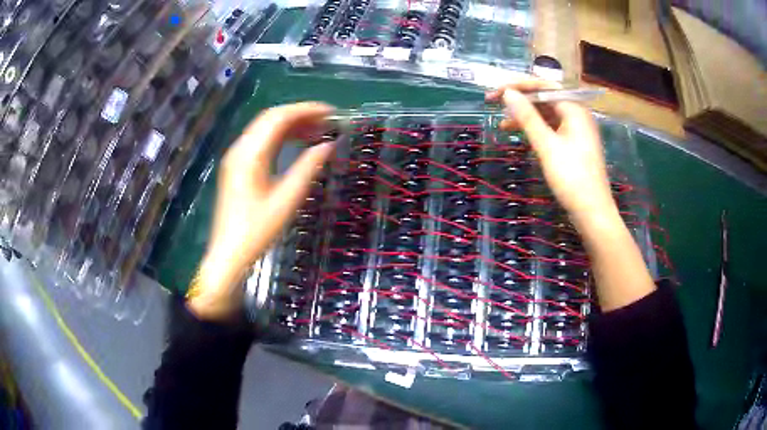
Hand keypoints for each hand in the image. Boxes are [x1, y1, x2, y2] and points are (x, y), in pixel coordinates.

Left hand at [188, 102, 335, 320]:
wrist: (228, 254)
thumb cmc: (258, 230)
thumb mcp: (288, 199)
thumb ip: (308, 167)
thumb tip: (328, 145)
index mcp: (250, 153)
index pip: (279, 117)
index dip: (306, 110)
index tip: (331, 113)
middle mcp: (240, 148)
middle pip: (270, 118)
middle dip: (300, 115)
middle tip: (327, 122)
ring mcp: (235, 157)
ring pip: (264, 129)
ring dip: (290, 126)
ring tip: (317, 131)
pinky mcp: (236, 167)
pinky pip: (259, 142)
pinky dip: (279, 138)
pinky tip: (296, 144)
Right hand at [486, 79, 616, 226]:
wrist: (593, 212)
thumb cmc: (572, 178)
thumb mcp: (546, 145)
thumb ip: (527, 117)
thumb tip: (508, 93)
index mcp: (574, 108)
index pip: (543, 85)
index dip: (517, 86)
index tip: (495, 93)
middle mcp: (576, 114)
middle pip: (544, 98)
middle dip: (520, 101)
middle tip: (494, 105)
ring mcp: (576, 130)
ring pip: (546, 114)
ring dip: (525, 117)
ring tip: (503, 125)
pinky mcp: (574, 144)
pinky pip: (551, 129)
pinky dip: (535, 130)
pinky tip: (521, 136)